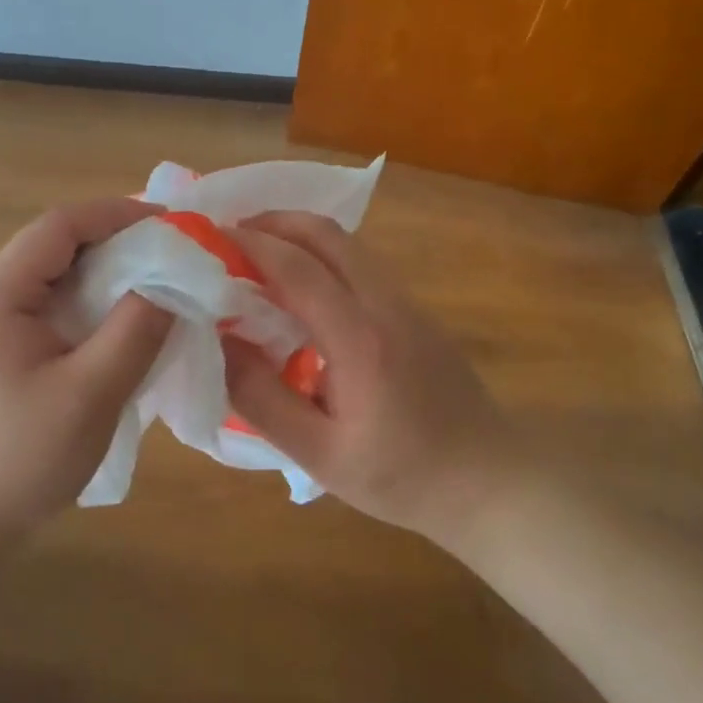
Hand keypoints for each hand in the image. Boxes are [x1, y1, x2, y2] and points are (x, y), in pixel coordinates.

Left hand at [0, 199, 172, 606]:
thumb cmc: (20, 459)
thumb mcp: (90, 394)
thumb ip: (135, 330)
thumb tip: (173, 281)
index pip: (59, 226)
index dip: (116, 214)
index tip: (170, 223)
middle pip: (56, 244)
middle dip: (115, 240)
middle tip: (172, 252)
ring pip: (55, 273)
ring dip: (105, 270)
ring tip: (157, 280)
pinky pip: (50, 303)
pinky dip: (90, 299)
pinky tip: (121, 318)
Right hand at [222, 211, 509, 542]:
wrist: (490, 480)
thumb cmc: (402, 476)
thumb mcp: (320, 455)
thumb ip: (262, 398)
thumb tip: (220, 340)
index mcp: (360, 340)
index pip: (298, 269)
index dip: (252, 245)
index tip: (212, 238)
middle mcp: (385, 304)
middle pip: (326, 234)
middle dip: (274, 222)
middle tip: (232, 236)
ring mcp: (406, 301)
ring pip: (346, 243)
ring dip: (298, 235)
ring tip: (258, 253)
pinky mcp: (414, 309)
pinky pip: (359, 262)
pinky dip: (321, 254)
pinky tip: (301, 285)